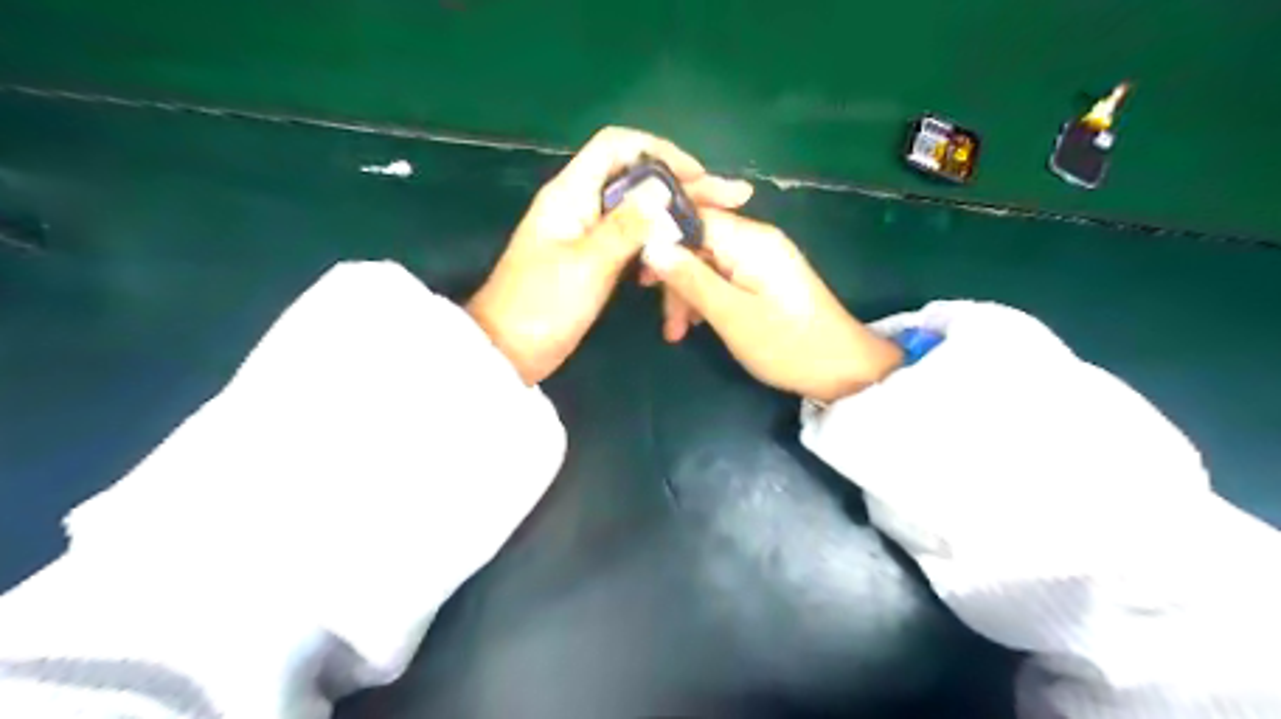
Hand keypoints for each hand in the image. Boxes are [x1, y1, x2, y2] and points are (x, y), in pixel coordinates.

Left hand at [470, 127, 752, 385]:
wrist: (509, 351)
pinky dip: (656, 240)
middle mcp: (579, 203)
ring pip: (637, 209)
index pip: (617, 146)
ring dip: (673, 214)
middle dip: (682, 185)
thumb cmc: (542, 306)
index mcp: (570, 194)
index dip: (660, 151)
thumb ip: (625, 226)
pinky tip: (678, 254)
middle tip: (731, 198)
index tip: (698, 176)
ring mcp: (586, 231)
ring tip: (714, 226)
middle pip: (635, 177)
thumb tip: (662, 188)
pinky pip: (631, 237)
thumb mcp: (587, 265)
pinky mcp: (592, 256)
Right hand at [637, 208, 899, 405]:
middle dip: (675, 279)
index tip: (641, 277)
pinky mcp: (766, 279)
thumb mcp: (730, 314)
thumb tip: (650, 245)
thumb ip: (689, 278)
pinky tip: (698, 325)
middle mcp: (756, 240)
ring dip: (688, 294)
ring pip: (708, 264)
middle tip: (666, 322)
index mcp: (749, 240)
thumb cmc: (785, 343)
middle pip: (698, 243)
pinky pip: (725, 277)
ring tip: (678, 333)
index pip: (693, 217)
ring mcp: (762, 259)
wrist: (842, 370)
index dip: (662, 241)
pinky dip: (707, 299)